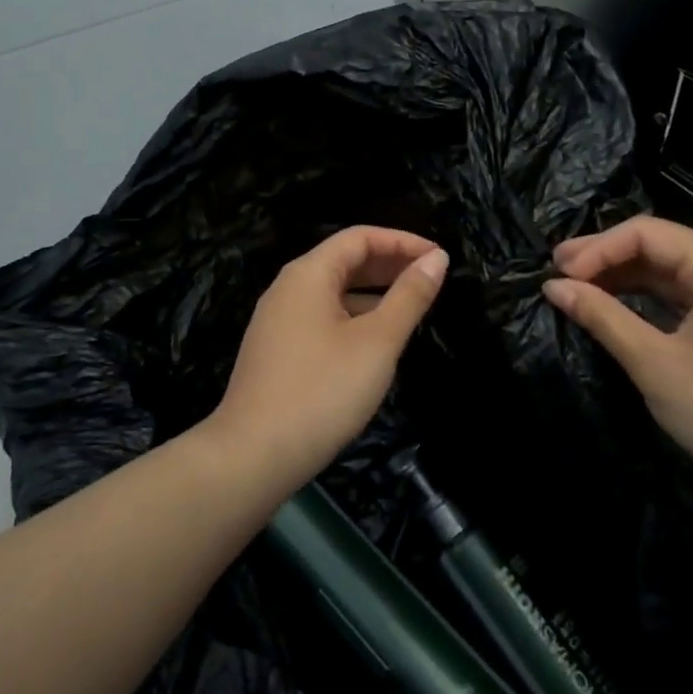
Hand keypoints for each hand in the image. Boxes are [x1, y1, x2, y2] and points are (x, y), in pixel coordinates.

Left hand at [205, 227, 447, 493]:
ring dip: (373, 293)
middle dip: (389, 265)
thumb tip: (436, 259)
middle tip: (431, 279)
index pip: (360, 237)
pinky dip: (353, 317)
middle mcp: (288, 288)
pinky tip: (375, 342)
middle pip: (344, 260)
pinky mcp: (276, 350)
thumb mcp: (377, 342)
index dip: (402, 241)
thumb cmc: (322, 391)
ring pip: (333, 292)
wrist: (253, 455)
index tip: (439, 258)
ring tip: (412, 308)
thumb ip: (409, 297)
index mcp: (308, 274)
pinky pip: (321, 317)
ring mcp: (278, 320)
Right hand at [542, 216, 692, 507]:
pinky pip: (683, 293)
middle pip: (658, 245)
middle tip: (557, 275)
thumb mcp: (656, 364)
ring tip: (576, 288)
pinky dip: (646, 296)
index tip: (559, 276)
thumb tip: (554, 287)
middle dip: (605, 258)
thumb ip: (603, 317)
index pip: (646, 233)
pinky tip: (616, 305)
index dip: (597, 249)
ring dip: (623, 276)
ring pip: (669, 269)